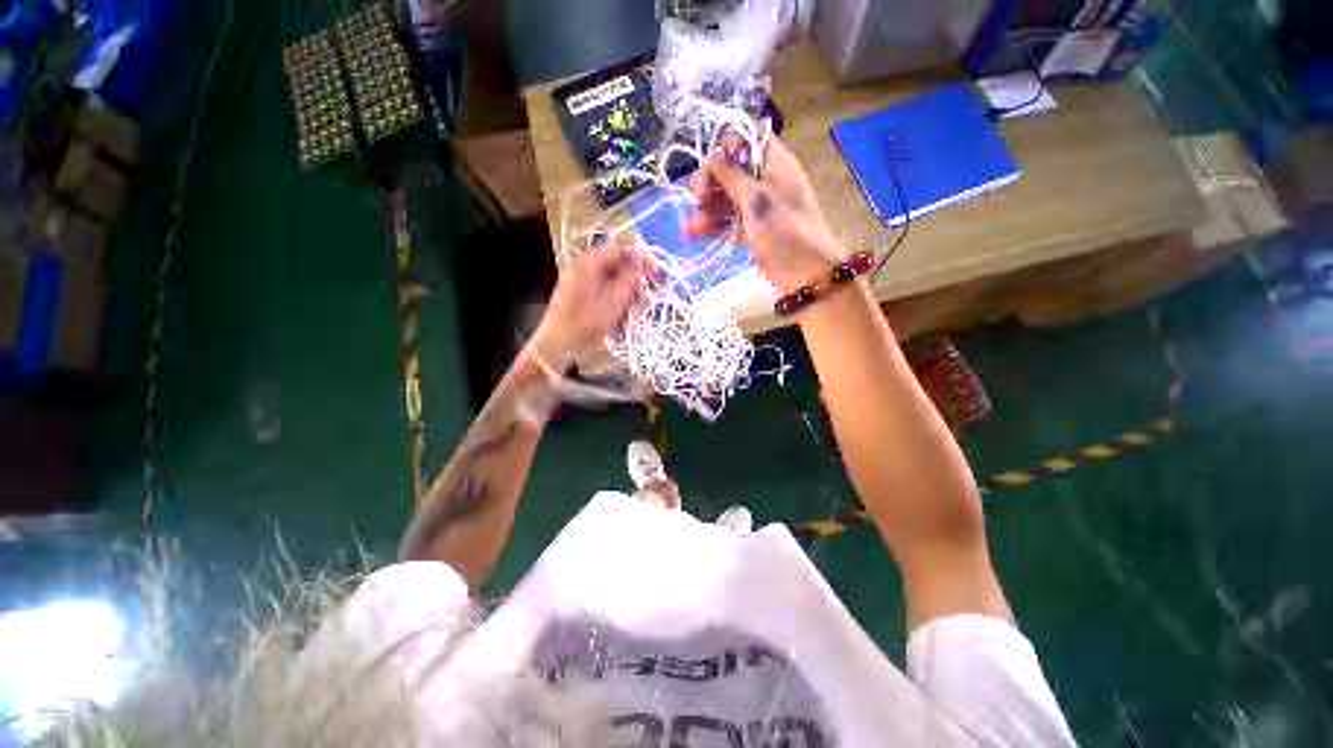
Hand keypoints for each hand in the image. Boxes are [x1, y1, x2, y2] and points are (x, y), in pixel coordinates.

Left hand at [531, 233, 649, 357]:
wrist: (558, 343)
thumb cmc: (586, 321)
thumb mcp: (614, 301)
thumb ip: (629, 279)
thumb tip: (641, 261)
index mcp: (588, 263)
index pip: (617, 249)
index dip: (637, 256)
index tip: (653, 268)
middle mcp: (583, 268)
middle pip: (615, 266)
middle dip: (632, 280)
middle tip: (643, 294)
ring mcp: (581, 283)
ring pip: (611, 281)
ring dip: (625, 294)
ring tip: (633, 311)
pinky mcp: (581, 297)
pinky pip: (603, 293)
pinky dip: (615, 302)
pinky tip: (622, 318)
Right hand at [686, 135, 845, 293]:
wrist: (803, 269)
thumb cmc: (784, 227)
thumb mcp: (756, 198)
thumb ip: (731, 176)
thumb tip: (712, 157)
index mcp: (772, 161)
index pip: (745, 140)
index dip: (726, 149)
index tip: (714, 167)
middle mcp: (763, 178)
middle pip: (728, 170)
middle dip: (710, 183)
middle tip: (699, 198)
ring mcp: (755, 205)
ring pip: (724, 197)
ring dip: (706, 209)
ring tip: (691, 226)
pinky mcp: (750, 228)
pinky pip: (726, 220)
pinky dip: (711, 225)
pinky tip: (692, 233)